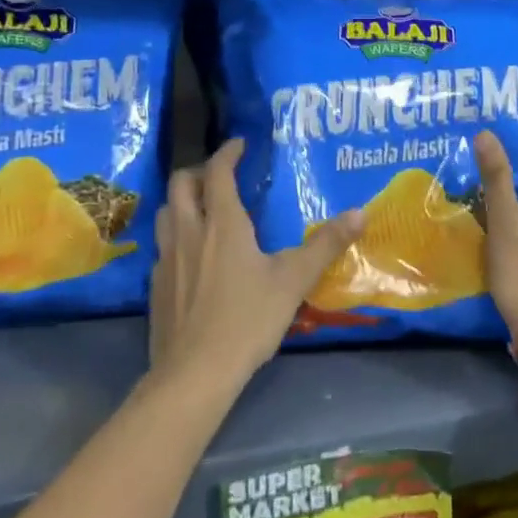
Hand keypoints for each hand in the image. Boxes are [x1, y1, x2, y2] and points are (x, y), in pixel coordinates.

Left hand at [148, 138, 363, 390]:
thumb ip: (325, 244)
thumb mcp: (294, 280)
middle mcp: (189, 232)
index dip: (228, 153)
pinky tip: (193, 256)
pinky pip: (163, 245)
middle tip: (219, 173)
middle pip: (180, 184)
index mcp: (222, 224)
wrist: (194, 373)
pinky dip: (176, 234)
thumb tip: (360, 212)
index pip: (217, 173)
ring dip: (181, 200)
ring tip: (202, 208)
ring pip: (165, 213)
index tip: (240, 144)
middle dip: (198, 170)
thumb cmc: (247, 319)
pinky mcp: (156, 286)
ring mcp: (167, 260)